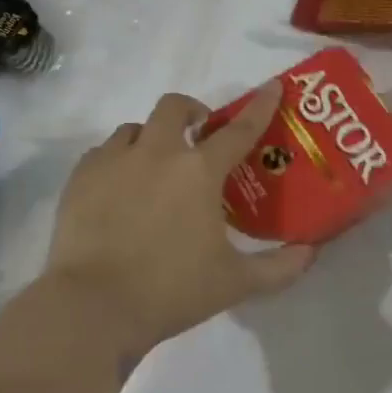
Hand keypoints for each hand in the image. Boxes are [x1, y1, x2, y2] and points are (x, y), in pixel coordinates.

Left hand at [42, 83, 316, 356]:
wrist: (93, 307)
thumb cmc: (172, 290)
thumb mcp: (236, 283)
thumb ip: (279, 267)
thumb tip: (311, 252)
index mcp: (199, 172)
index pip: (238, 130)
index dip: (260, 106)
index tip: (272, 86)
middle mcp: (157, 153)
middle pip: (174, 107)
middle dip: (190, 111)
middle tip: (198, 134)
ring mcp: (113, 161)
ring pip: (134, 128)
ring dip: (150, 137)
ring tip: (154, 166)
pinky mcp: (80, 178)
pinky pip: (102, 153)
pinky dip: (116, 160)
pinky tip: (119, 188)